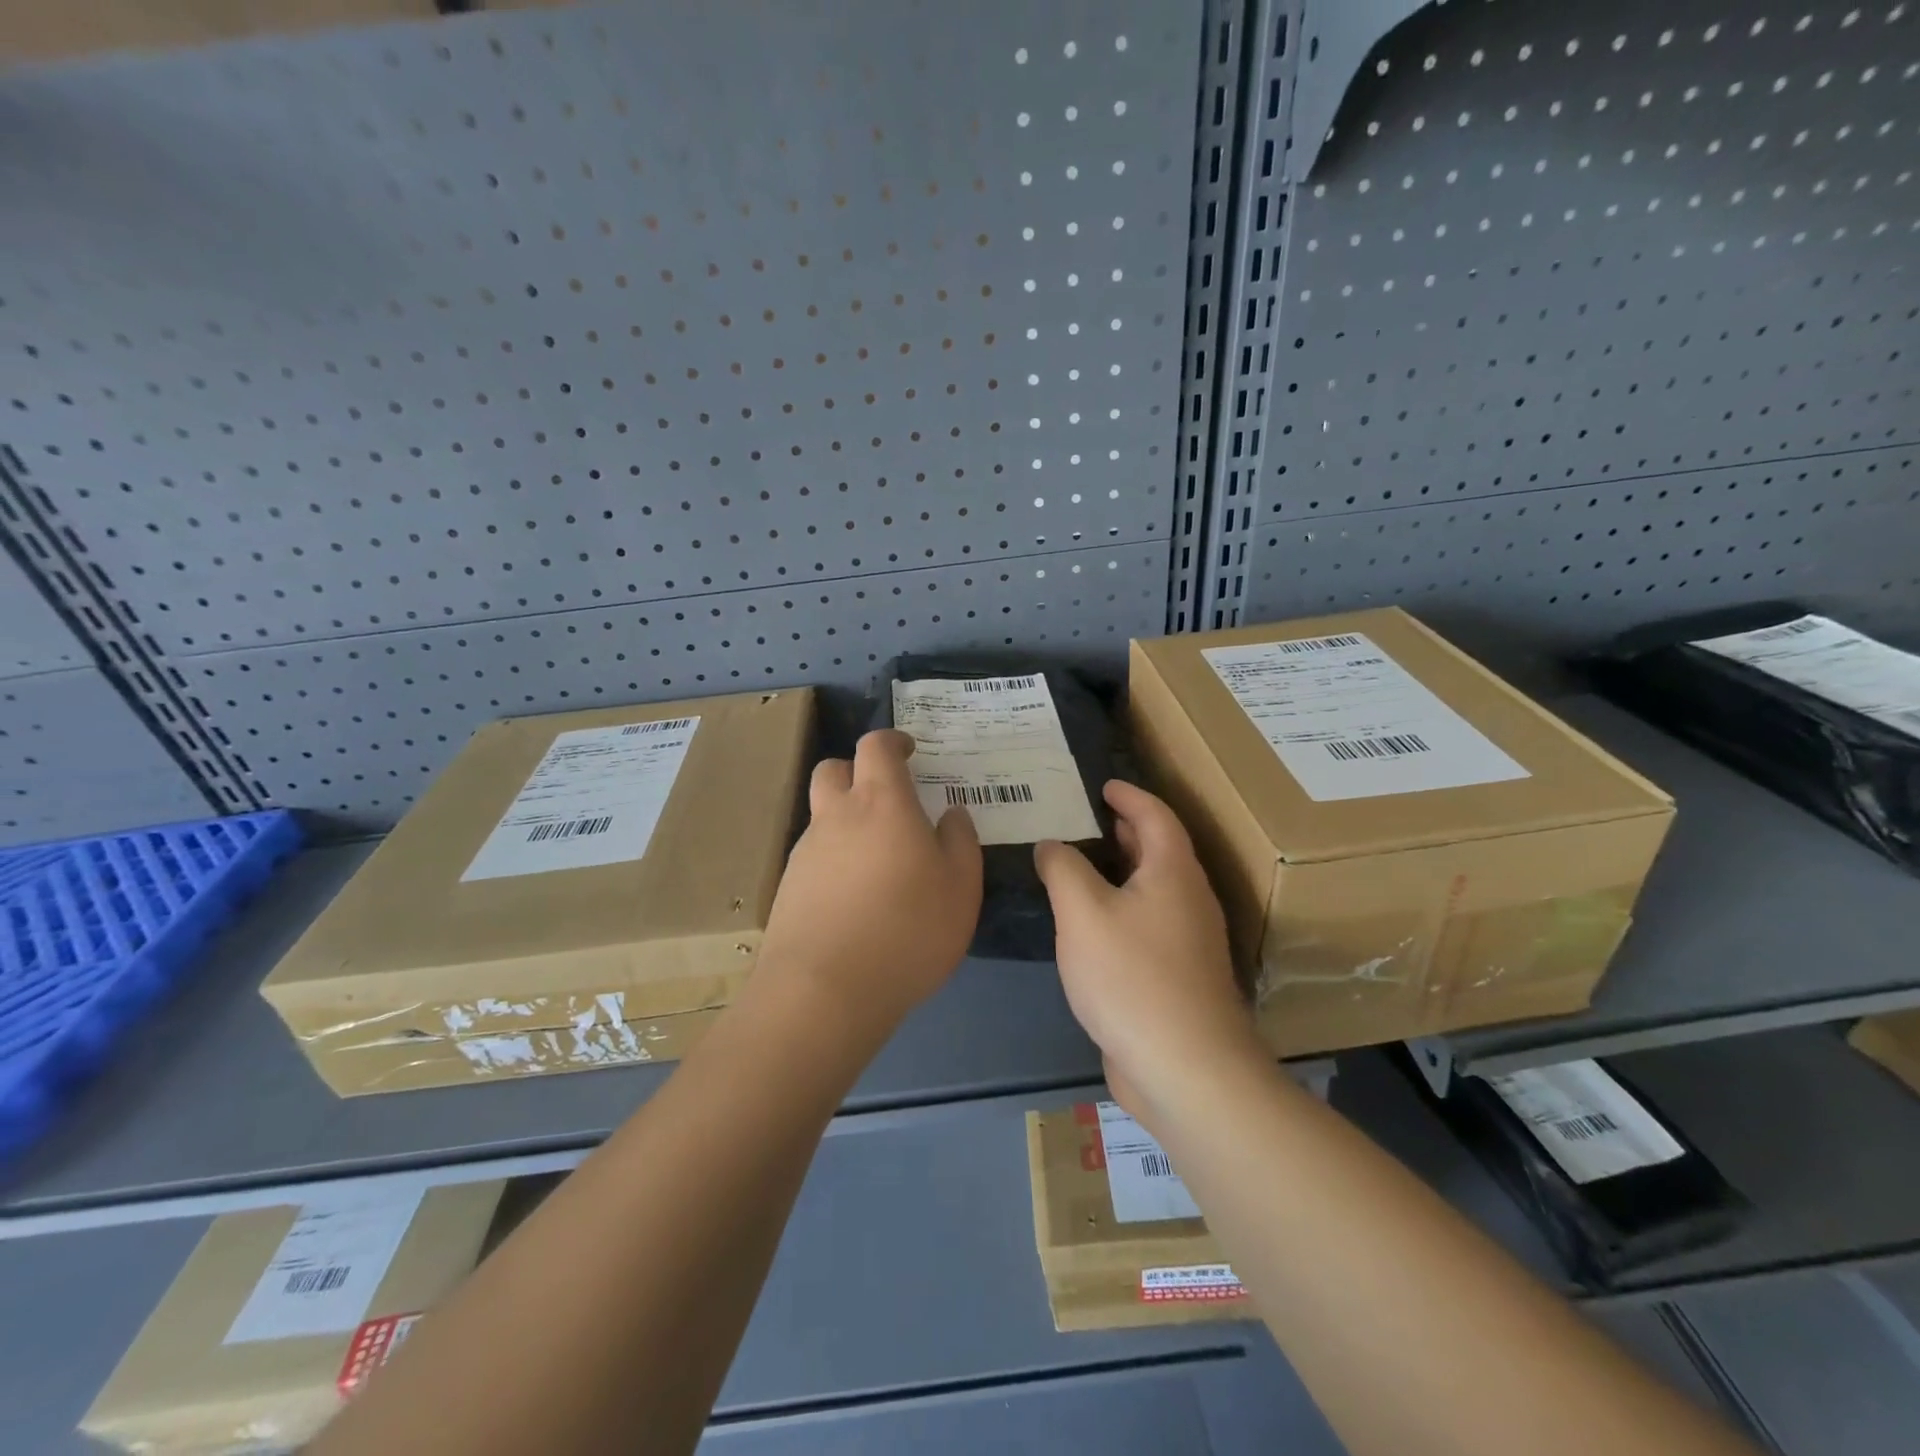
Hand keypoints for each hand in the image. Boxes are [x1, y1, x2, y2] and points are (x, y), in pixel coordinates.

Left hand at [759, 729, 982, 1033]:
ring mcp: (806, 852)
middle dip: (857, 771)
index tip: (910, 752)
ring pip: (822, 815)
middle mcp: (836, 816)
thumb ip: (961, 842)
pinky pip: (813, 855)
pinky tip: (853, 897)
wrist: (824, 990)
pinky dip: (833, 859)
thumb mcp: (961, 888)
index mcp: (881, 803)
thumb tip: (952, 815)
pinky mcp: (788, 887)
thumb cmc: (907, 931)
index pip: (876, 746)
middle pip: (833, 769)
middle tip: (887, 797)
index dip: (893, 741)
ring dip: (846, 819)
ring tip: (876, 859)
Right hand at [1035, 781, 1258, 1100]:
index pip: (1156, 816)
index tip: (1104, 785)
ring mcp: (1189, 942)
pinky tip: (1094, 927)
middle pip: (1161, 851)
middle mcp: (1189, 900)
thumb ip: (1063, 869)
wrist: (1185, 1068)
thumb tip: (1052, 845)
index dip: (1130, 796)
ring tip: (1086, 866)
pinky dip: (1124, 908)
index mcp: (1173, 873)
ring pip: (1156, 889)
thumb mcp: (1083, 912)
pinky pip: (1150, 923)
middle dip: (1129, 830)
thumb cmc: (1132, 976)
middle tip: (1092, 819)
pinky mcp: (1179, 977)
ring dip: (1126, 870)